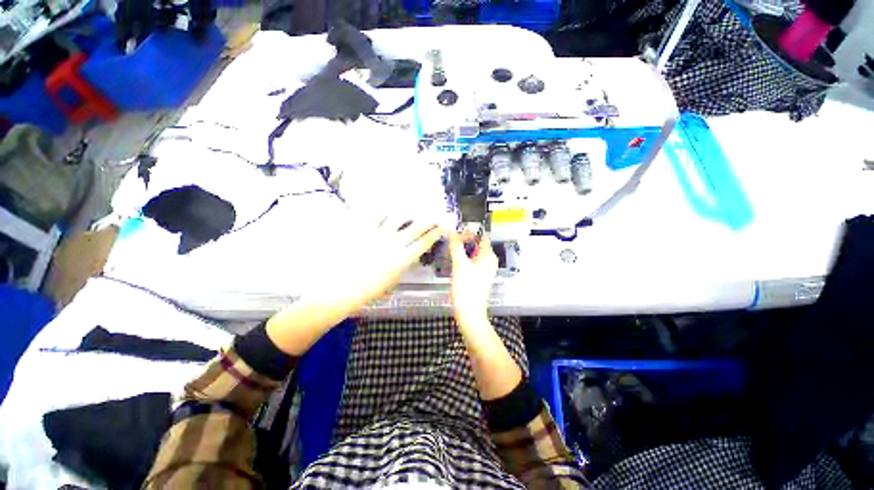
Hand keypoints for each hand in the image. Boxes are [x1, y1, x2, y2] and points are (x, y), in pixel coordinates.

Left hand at [327, 216, 443, 311]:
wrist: (340, 289)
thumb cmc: (367, 291)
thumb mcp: (390, 283)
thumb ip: (400, 268)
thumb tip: (405, 259)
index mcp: (402, 259)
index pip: (423, 243)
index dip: (434, 234)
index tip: (442, 227)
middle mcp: (393, 244)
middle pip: (416, 227)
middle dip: (428, 220)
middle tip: (434, 215)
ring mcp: (378, 235)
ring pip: (398, 218)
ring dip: (408, 213)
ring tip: (412, 210)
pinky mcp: (363, 230)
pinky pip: (376, 216)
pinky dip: (384, 211)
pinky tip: (389, 209)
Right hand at [448, 231, 497, 329]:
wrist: (469, 313)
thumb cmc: (467, 290)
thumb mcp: (459, 264)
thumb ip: (455, 245)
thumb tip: (451, 231)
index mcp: (488, 256)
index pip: (480, 236)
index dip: (468, 233)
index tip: (455, 234)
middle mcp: (489, 261)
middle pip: (476, 244)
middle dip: (463, 241)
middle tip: (450, 243)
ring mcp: (484, 269)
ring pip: (473, 253)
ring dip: (462, 250)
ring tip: (450, 252)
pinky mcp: (479, 276)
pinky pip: (471, 262)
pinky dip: (463, 259)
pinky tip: (454, 263)